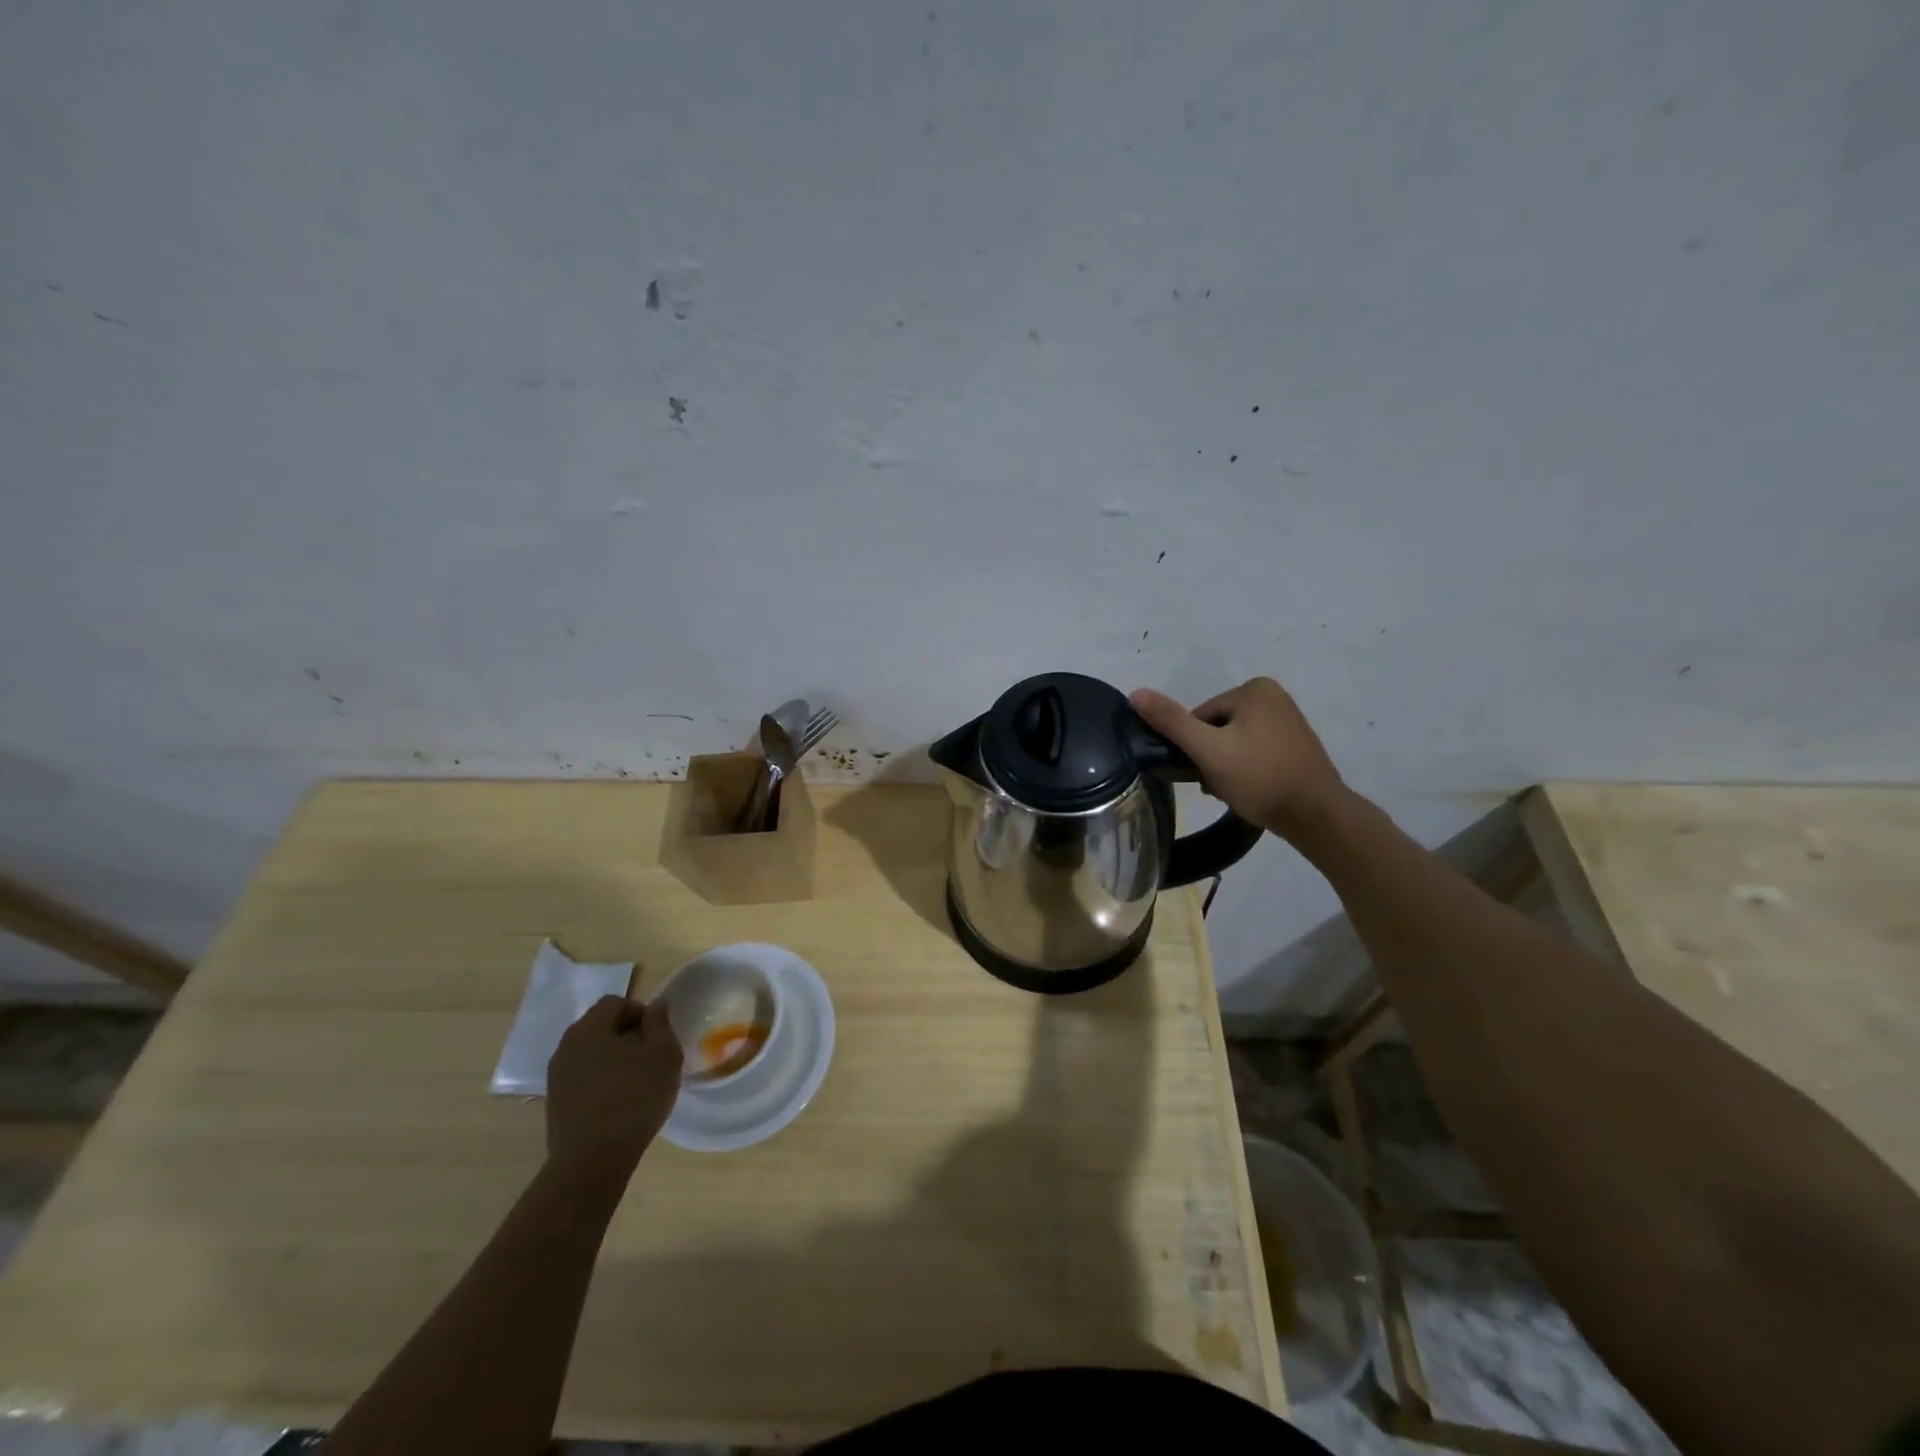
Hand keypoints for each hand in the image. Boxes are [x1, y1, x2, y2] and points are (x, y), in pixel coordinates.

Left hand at [545, 996, 681, 1182]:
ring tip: (636, 1082)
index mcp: (590, 1027)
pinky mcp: (555, 1103)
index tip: (657, 1037)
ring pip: (591, 1053)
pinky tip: (618, 1102)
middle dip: (627, 1035)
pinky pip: (584, 1078)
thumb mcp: (663, 1053)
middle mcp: (566, 1045)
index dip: (640, 1012)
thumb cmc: (634, 1097)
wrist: (592, 1160)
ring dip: (614, 1059)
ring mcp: (557, 1076)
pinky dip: (601, 1081)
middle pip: (601, 1026)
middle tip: (650, 1057)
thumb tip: (656, 1004)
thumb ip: (660, 1022)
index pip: (616, 1002)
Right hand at [1130, 677, 1348, 840]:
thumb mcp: (1209, 750)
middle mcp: (1274, 696)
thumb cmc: (1260, 778)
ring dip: (1225, 767)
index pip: (1200, 716)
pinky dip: (1246, 770)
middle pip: (1216, 728)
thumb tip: (1135, 693)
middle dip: (1211, 757)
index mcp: (1254, 689)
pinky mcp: (1295, 744)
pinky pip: (1254, 751)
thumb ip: (1171, 722)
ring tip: (1233, 792)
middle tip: (1217, 785)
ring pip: (1234, 742)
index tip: (1203, 772)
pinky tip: (1248, 791)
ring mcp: (1288, 720)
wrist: (1317, 816)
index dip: (1194, 747)